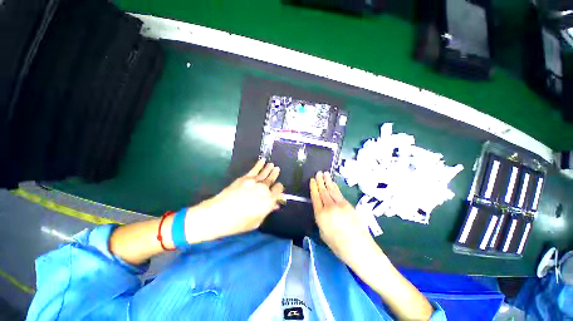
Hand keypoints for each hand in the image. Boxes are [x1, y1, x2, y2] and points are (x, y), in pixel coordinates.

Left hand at [186, 160, 283, 241]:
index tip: (278, 188)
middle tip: (277, 169)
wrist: (219, 214)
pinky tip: (262, 161)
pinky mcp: (245, 178)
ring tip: (272, 164)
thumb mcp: (256, 221)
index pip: (278, 191)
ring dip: (269, 168)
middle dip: (275, 174)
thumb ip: (267, 211)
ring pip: (264, 173)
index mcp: (269, 200)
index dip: (279, 189)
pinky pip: (254, 170)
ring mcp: (254, 182)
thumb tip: (274, 205)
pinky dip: (259, 165)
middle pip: (271, 180)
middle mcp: (264, 189)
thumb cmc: (238, 223)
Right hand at [310, 172, 379, 267]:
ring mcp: (340, 205)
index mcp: (321, 215)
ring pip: (332, 190)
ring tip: (325, 173)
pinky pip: (339, 193)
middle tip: (318, 173)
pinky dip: (335, 187)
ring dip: (328, 181)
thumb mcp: (323, 233)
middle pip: (323, 191)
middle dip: (320, 181)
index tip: (312, 180)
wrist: (359, 248)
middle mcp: (329, 207)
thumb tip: (322, 210)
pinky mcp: (348, 205)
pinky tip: (333, 184)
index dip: (313, 187)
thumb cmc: (338, 245)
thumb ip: (321, 219)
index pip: (315, 197)